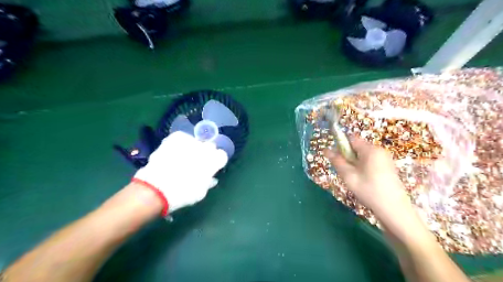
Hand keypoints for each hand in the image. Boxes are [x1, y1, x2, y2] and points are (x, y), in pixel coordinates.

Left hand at [133, 131, 227, 215]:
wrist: (156, 189)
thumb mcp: (200, 193)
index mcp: (214, 162)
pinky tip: (175, 151)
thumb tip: (211, 178)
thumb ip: (208, 182)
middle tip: (197, 163)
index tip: (211, 168)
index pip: (222, 156)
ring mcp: (191, 141)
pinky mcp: (177, 137)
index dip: (216, 162)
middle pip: (211, 146)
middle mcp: (205, 149)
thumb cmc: (183, 194)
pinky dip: (181, 143)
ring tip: (183, 158)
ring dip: (193, 148)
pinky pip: (183, 137)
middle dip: (206, 153)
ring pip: (196, 141)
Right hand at [322, 138, 412, 218]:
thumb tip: (326, 149)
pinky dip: (363, 167)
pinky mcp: (388, 166)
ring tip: (354, 178)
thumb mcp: (348, 175)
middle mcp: (379, 150)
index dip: (341, 146)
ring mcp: (385, 158)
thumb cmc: (368, 190)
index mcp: (370, 150)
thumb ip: (337, 161)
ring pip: (363, 155)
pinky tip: (364, 180)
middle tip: (345, 172)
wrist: (394, 209)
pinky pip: (370, 161)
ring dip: (355, 163)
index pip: (351, 139)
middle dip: (348, 156)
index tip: (337, 159)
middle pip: (357, 147)